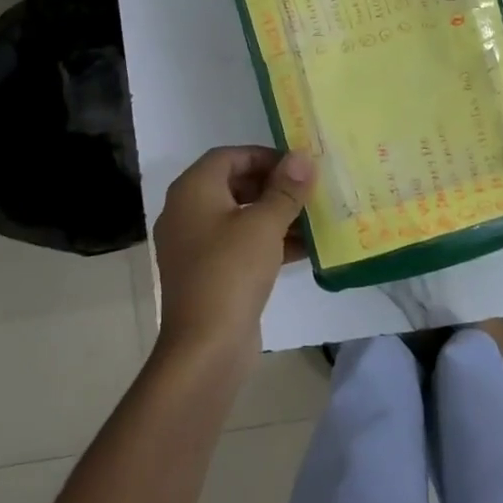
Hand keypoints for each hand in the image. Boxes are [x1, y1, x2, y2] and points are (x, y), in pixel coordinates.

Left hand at [152, 147, 313, 359]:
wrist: (205, 347)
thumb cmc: (231, 271)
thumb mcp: (265, 224)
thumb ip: (286, 189)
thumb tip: (302, 158)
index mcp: (193, 190)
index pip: (229, 156)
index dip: (265, 156)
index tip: (297, 167)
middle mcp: (187, 212)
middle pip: (234, 184)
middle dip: (274, 186)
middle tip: (308, 192)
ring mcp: (195, 246)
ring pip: (240, 217)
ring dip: (275, 215)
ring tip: (314, 219)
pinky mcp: (208, 273)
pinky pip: (240, 245)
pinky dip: (267, 242)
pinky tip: (304, 249)